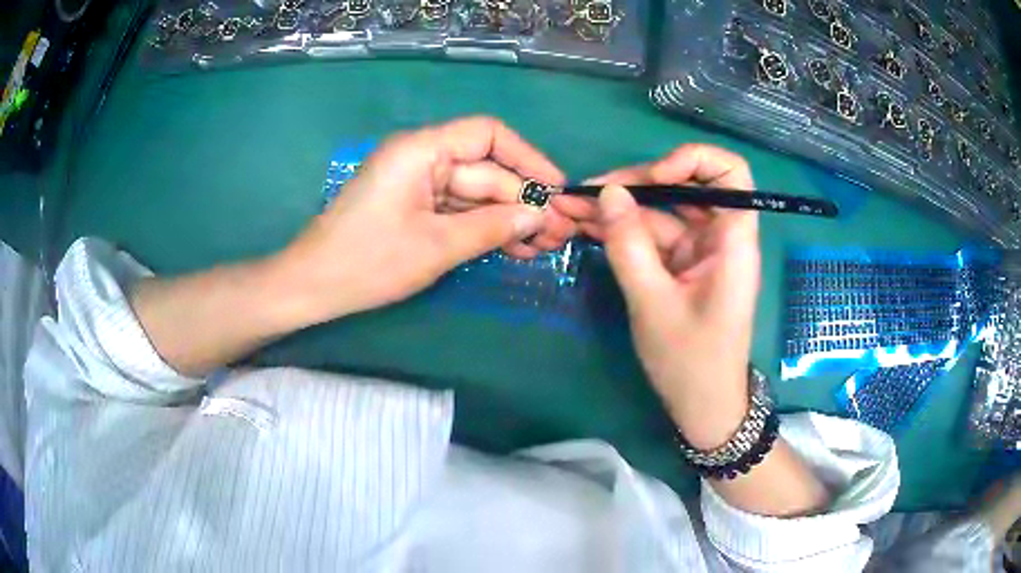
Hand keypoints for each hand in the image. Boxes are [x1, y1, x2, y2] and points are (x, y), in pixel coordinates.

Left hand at [275, 117, 572, 323]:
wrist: (313, 286)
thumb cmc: (367, 262)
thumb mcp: (435, 246)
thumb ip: (491, 227)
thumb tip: (538, 216)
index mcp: (421, 150)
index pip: (487, 135)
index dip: (528, 158)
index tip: (557, 188)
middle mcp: (421, 158)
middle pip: (485, 170)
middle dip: (523, 201)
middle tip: (560, 232)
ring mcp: (417, 184)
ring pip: (475, 194)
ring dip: (508, 219)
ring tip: (545, 247)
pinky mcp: (414, 208)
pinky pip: (458, 212)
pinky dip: (484, 229)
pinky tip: (516, 248)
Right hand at [557, 145, 760, 449]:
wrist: (702, 407)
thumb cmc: (691, 362)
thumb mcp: (653, 303)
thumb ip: (629, 245)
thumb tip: (607, 193)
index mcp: (733, 240)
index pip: (729, 173)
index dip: (693, 161)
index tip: (653, 178)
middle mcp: (720, 237)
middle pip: (685, 187)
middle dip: (637, 184)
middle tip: (587, 192)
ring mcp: (699, 251)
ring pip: (663, 211)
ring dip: (620, 208)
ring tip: (573, 207)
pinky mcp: (681, 266)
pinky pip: (653, 236)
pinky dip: (623, 231)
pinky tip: (589, 226)